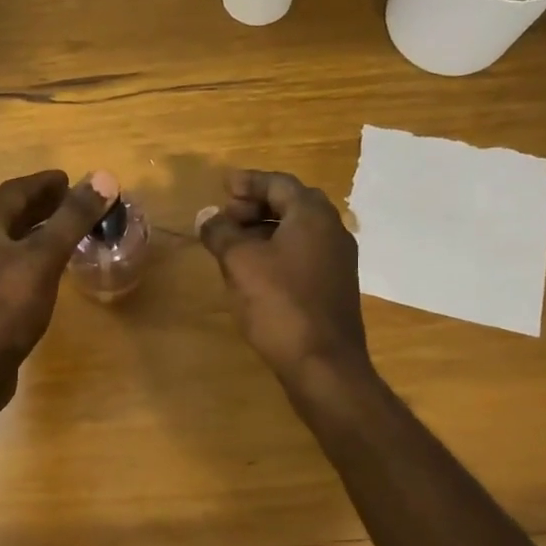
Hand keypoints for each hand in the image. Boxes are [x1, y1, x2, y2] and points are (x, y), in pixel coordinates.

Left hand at [0, 168, 117, 410]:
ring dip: (34, 231)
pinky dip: (27, 256)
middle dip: (40, 205)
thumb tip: (103, 178)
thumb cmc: (5, 308)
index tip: (69, 179)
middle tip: (71, 202)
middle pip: (8, 213)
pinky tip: (44, 270)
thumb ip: (72, 219)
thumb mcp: (43, 259)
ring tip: (63, 232)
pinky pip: (5, 264)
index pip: (15, 190)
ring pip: (6, 240)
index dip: (44, 183)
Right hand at [197, 169, 368, 384]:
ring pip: (297, 231)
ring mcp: (337, 259)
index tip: (223, 186)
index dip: (248, 182)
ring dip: (264, 229)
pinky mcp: (334, 285)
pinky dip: (277, 250)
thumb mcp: (240, 262)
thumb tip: (207, 217)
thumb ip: (221, 233)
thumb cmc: (279, 303)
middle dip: (255, 205)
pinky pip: (303, 253)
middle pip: (291, 204)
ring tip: (233, 244)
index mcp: (312, 215)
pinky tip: (254, 270)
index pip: (279, 183)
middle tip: (225, 216)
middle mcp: (332, 229)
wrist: (323, 362)